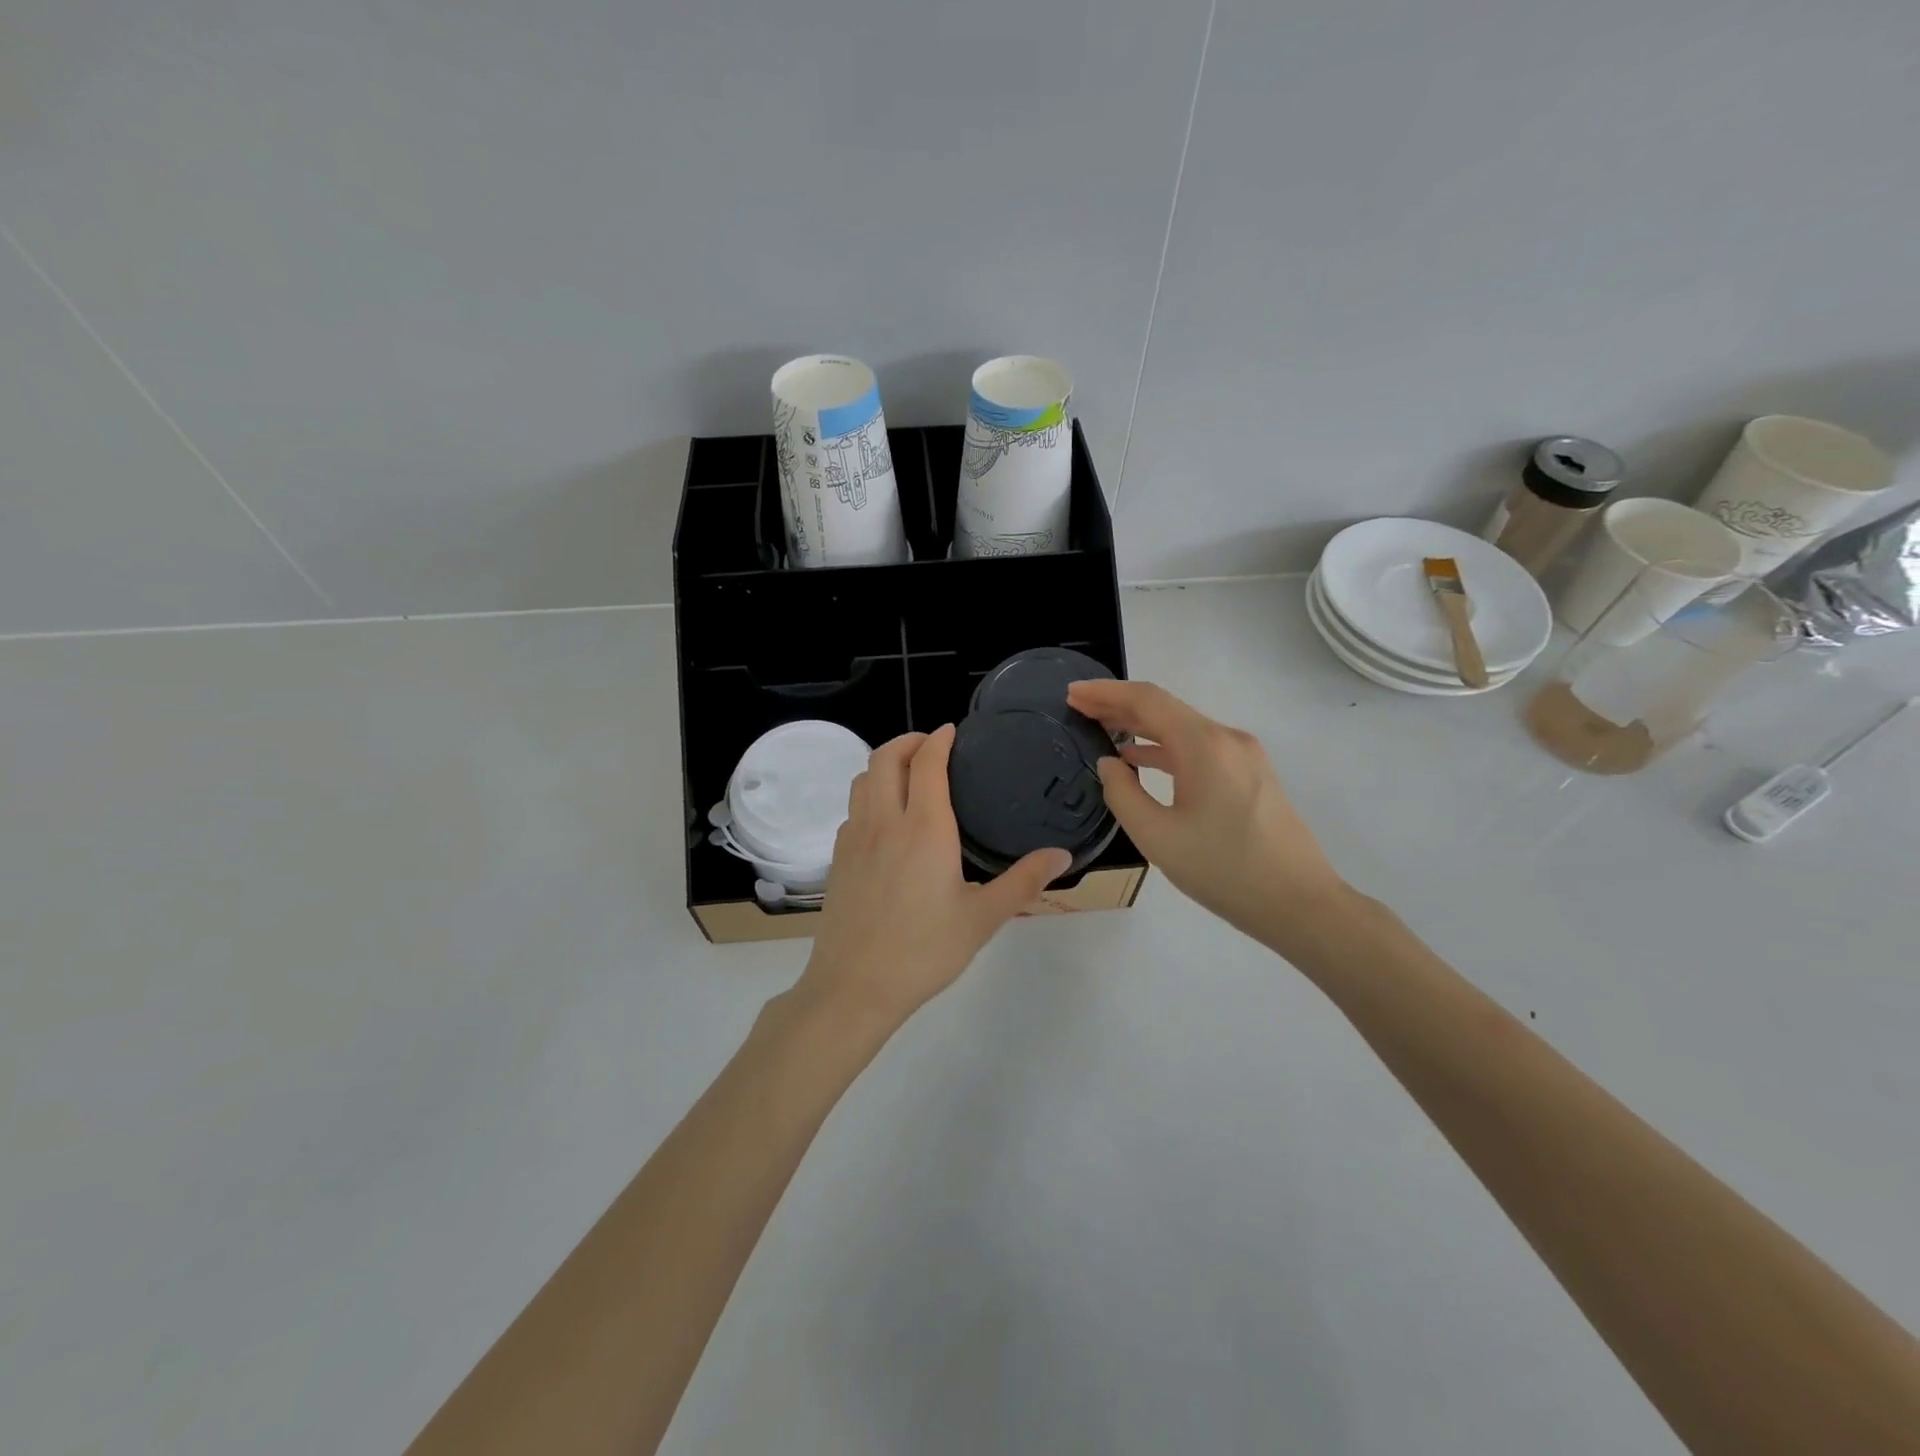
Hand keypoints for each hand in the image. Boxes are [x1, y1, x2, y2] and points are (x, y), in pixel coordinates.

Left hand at [795, 726, 1071, 1030]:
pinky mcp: (838, 859)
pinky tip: (887, 820)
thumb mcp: (983, 918)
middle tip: (932, 746)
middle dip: (908, 741)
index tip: (953, 731)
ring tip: (909, 774)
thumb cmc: (924, 951)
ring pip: (862, 780)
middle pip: (885, 758)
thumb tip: (1062, 854)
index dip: (939, 739)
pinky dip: (870, 795)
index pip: (927, 763)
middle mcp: (884, 821)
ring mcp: (854, 838)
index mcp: (924, 828)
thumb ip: (1024, 881)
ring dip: (885, 764)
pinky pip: (852, 809)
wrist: (855, 987)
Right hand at [1065, 679, 1350, 946]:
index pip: (1147, 700)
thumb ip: (1123, 794)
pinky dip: (1165, 747)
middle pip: (1165, 708)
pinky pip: (1199, 748)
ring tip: (1101, 729)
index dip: (1106, 692)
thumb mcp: (1157, 837)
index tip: (1072, 693)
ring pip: (1182, 728)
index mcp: (1204, 746)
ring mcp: (1244, 756)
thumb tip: (1110, 763)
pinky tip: (1140, 759)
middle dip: (1119, 705)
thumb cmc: (1225, 871)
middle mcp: (1227, 739)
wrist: (1300, 904)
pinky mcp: (1251, 775)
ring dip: (1141, 726)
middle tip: (1078, 708)